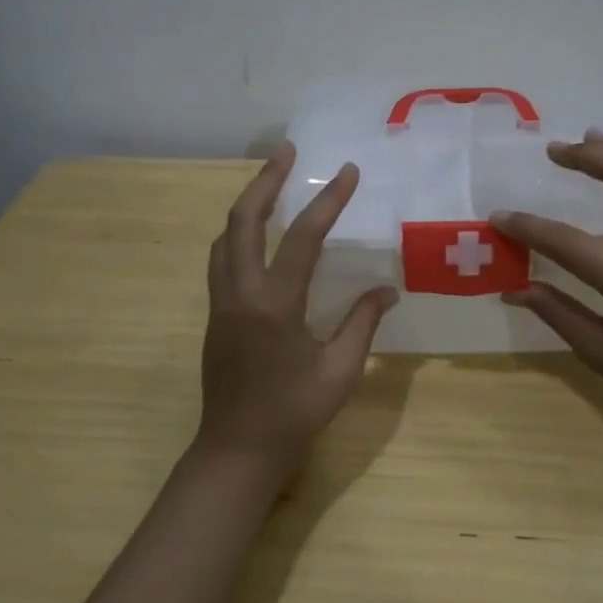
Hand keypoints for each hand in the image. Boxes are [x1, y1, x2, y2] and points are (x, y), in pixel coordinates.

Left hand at [199, 141, 398, 476]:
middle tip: (286, 151)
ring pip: (225, 237)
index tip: (348, 171)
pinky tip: (257, 235)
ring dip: (247, 204)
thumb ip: (362, 324)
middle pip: (243, 220)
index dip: (328, 200)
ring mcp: (221, 303)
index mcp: (274, 305)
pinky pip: (221, 259)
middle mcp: (240, 293)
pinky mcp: (215, 315)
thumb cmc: (294, 414)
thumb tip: (387, 290)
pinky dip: (238, 233)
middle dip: (265, 180)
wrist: (237, 451)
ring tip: (271, 183)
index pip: (303, 238)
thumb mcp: (340, 371)